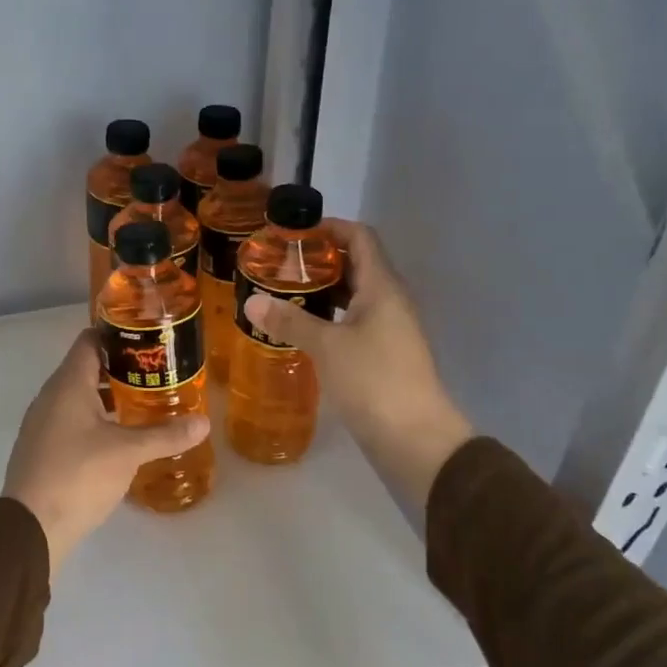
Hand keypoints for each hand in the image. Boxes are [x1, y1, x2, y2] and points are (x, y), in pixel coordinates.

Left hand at [4, 330, 211, 574]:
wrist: (30, 527)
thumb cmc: (78, 475)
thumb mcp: (128, 453)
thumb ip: (165, 434)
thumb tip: (203, 423)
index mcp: (68, 384)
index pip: (90, 340)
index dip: (117, 334)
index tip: (148, 340)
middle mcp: (50, 396)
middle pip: (86, 368)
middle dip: (121, 368)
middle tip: (157, 373)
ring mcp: (43, 423)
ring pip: (79, 397)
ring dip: (109, 397)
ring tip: (145, 404)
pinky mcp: (42, 448)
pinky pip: (71, 421)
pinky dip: (95, 420)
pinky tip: (119, 438)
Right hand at [242, 220, 472, 509]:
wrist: (415, 438)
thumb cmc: (374, 380)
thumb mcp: (327, 346)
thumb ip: (289, 320)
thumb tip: (251, 301)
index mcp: (382, 287)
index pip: (360, 237)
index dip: (329, 227)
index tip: (292, 233)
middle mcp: (390, 300)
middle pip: (356, 264)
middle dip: (319, 260)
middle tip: (278, 264)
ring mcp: (389, 329)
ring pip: (354, 295)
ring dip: (322, 290)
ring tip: (283, 293)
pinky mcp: (383, 354)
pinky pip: (354, 321)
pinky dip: (329, 317)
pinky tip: (302, 329)